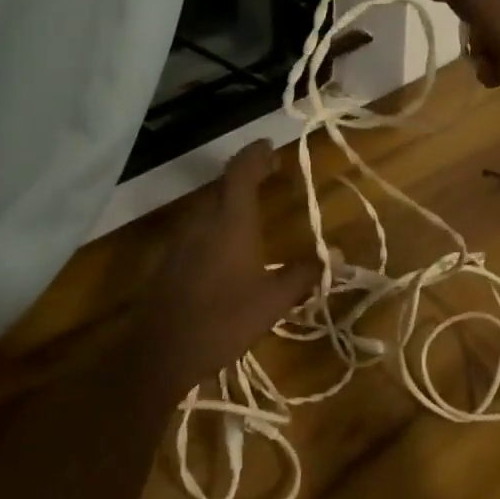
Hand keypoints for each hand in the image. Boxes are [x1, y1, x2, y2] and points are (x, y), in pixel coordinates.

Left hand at [125, 141, 319, 405]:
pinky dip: (214, 221)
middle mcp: (203, 219)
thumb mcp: (273, 300)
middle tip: (268, 174)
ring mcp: (181, 237)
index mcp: (231, 220)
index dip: (256, 154)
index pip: (242, 170)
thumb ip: (305, 274)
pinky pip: (195, 225)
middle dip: (246, 174)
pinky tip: (225, 244)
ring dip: (228, 198)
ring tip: (250, 206)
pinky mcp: (168, 257)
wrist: (161, 351)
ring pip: (207, 204)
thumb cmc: (224, 320)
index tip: (270, 146)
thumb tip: (338, 255)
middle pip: (223, 184)